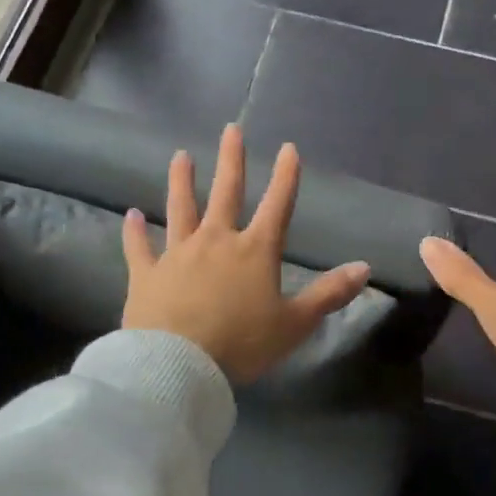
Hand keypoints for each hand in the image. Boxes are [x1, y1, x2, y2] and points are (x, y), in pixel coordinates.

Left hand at [121, 124, 371, 383]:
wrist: (178, 365)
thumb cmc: (242, 344)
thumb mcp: (295, 323)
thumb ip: (329, 294)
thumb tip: (365, 267)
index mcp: (255, 251)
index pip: (277, 205)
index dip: (286, 176)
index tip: (288, 148)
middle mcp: (216, 241)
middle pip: (225, 193)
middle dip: (231, 160)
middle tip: (231, 129)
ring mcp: (177, 254)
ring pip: (180, 209)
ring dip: (181, 181)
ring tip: (180, 156)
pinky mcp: (146, 274)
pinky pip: (139, 247)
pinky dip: (134, 231)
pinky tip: (130, 215)